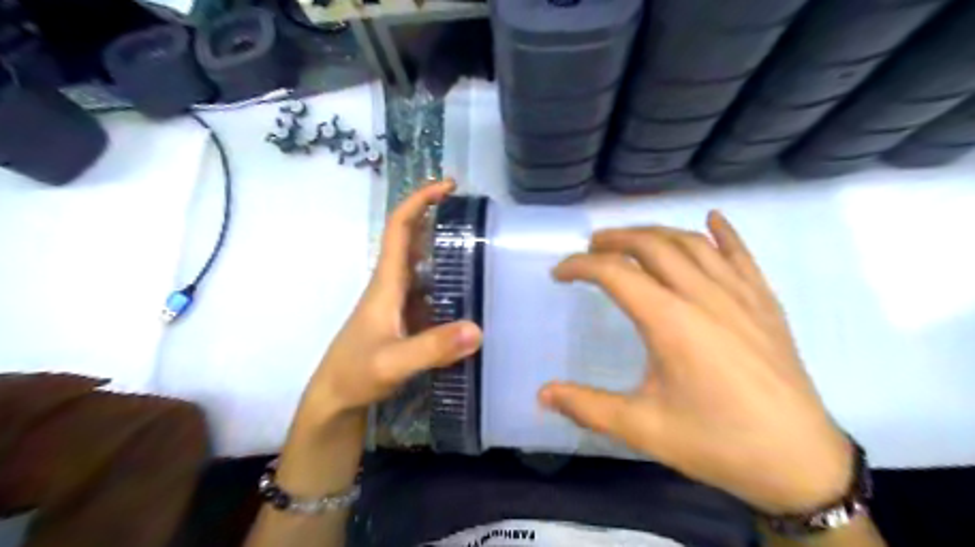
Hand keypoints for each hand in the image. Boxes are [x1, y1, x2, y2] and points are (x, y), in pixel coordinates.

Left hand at [296, 181, 478, 425]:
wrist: (336, 399)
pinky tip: (472, 290)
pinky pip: (431, 289)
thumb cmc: (355, 375)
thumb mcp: (392, 362)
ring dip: (446, 248)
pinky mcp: (406, 319)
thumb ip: (431, 348)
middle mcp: (393, 285)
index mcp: (386, 282)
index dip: (420, 201)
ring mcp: (400, 302)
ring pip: (423, 264)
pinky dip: (450, 280)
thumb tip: (478, 329)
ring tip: (483, 246)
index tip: (448, 186)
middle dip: (438, 217)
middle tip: (476, 214)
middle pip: (413, 239)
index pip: (399, 228)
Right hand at [541, 211, 855, 514]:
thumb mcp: (643, 428)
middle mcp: (703, 296)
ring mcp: (740, 294)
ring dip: (656, 233)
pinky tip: (713, 219)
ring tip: (633, 239)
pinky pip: (742, 254)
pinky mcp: (765, 302)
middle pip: (652, 246)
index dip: (580, 266)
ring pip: (692, 243)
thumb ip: (588, 407)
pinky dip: (724, 232)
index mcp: (670, 321)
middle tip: (593, 246)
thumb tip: (543, 394)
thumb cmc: (716, 442)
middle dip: (616, 239)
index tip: (559, 273)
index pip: (615, 274)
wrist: (799, 461)